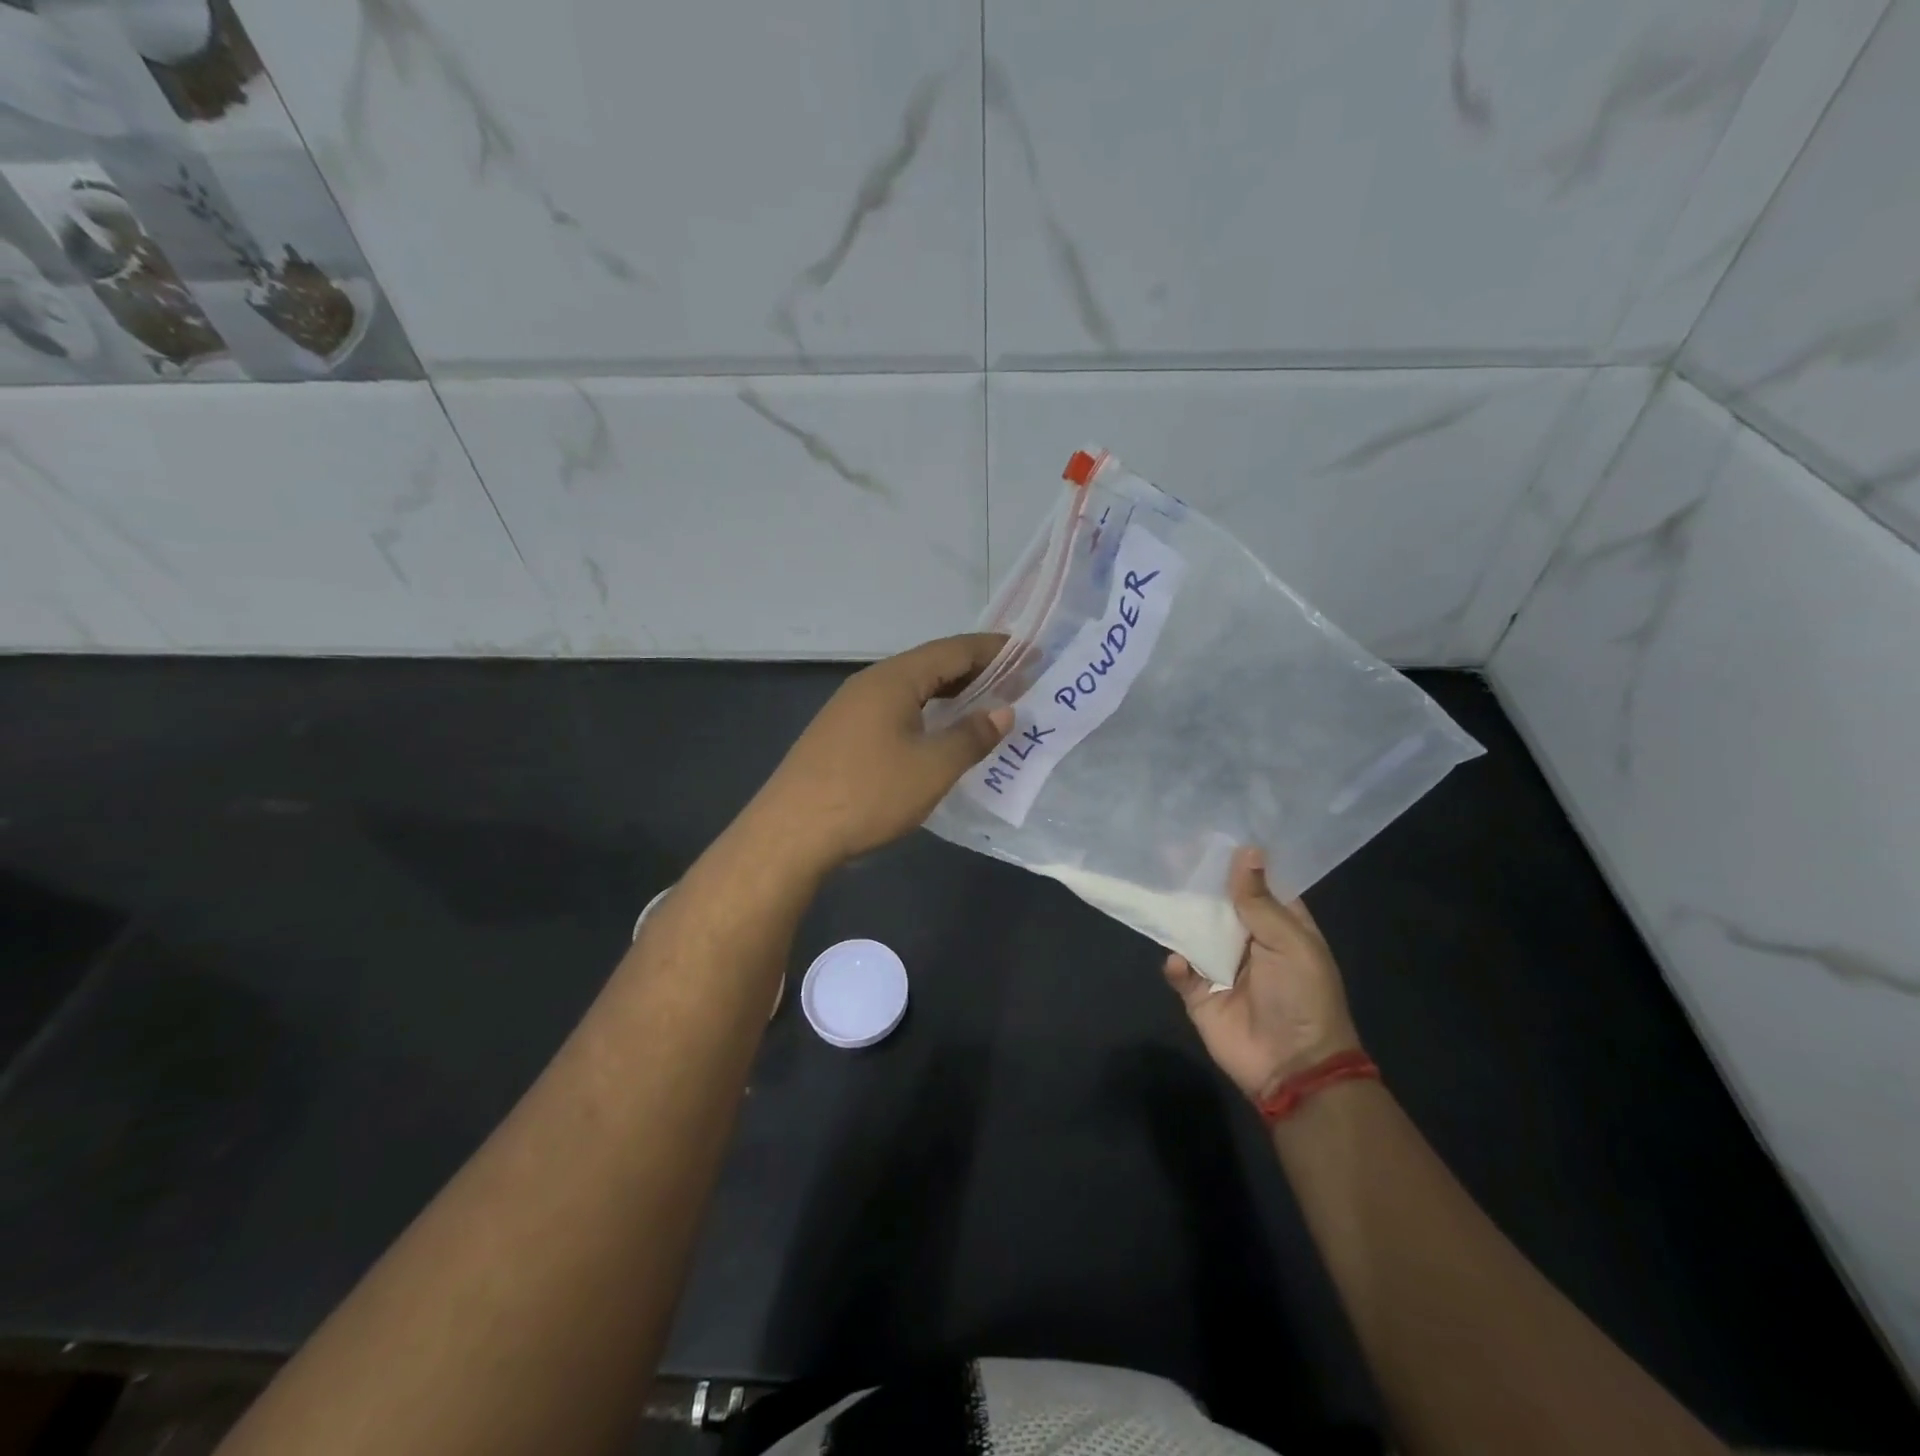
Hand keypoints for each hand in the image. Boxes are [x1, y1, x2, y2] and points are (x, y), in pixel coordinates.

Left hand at [749, 634, 1011, 870]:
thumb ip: (972, 736)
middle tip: (1016, 683)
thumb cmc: (869, 793)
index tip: (1031, 655)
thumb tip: (1003, 711)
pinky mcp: (841, 735)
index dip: (995, 651)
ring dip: (950, 694)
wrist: (791, 833)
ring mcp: (850, 709)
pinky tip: (937, 735)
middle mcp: (870, 683)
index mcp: (894, 679)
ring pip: (911, 690)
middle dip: (976, 671)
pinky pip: (895, 710)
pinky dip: (926, 713)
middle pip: (931, 665)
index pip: (954, 650)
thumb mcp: (932, 767)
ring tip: (985, 707)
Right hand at [1164, 847, 1362, 1101]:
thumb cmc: (1302, 997)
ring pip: (1192, 929)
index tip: (1208, 829)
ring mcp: (1220, 964)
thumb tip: (1246, 849)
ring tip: (1157, 889)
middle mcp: (1247, 939)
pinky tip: (1180, 963)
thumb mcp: (1289, 943)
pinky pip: (1178, 969)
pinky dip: (1175, 964)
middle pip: (1217, 902)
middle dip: (1196, 880)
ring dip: (1178, 914)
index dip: (1235, 859)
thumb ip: (1259, 900)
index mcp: (1279, 924)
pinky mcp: (1198, 992)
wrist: (1292, 1066)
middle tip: (1168, 850)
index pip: (1255, 882)